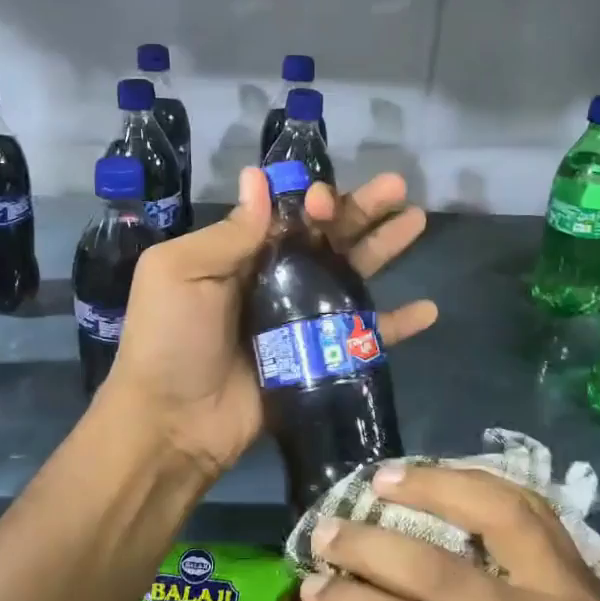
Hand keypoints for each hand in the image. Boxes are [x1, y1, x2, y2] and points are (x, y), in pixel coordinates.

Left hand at [105, 167, 437, 482]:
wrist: (173, 424)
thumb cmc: (171, 340)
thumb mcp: (180, 273)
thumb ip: (228, 233)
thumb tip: (259, 177)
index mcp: (240, 256)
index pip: (288, 216)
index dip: (313, 201)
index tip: (330, 198)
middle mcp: (274, 282)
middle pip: (327, 239)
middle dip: (361, 211)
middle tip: (399, 189)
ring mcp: (300, 322)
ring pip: (351, 277)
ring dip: (384, 249)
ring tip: (417, 222)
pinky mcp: (318, 360)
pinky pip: (364, 337)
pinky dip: (396, 324)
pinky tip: (428, 309)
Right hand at [301, 465, 599, 600]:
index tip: (312, 581)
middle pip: (441, 571)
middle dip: (371, 545)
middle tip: (327, 529)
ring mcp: (574, 595)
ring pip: (498, 513)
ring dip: (434, 486)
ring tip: (385, 477)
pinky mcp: (589, 577)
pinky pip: (533, 511)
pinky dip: (484, 486)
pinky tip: (448, 478)